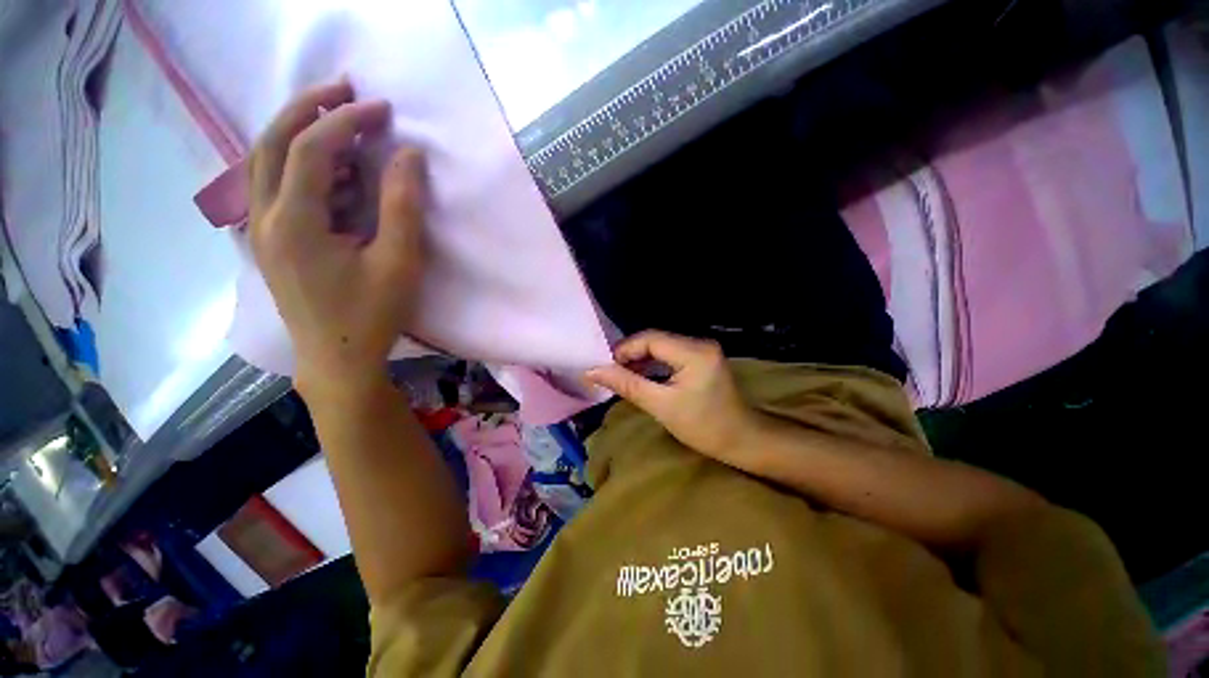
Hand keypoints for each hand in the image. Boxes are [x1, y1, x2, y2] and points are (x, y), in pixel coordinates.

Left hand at [249, 80, 427, 393]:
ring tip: (335, 119)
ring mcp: (260, 230)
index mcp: (294, 222)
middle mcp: (263, 217)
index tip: (381, 109)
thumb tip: (408, 156)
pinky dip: (295, 162)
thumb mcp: (398, 263)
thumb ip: (402, 206)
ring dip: (296, 131)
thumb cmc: (372, 315)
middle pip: (270, 142)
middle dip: (306, 107)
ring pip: (263, 161)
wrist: (337, 360)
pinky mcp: (268, 242)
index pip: (311, 149)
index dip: (346, 121)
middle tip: (343, 90)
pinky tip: (326, 168)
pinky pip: (271, 186)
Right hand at [585, 330, 756, 459]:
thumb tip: (593, 371)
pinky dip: (653, 362)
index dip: (625, 349)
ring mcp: (703, 348)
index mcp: (694, 352)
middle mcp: (700, 342)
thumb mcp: (661, 406)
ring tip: (622, 374)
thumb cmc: (704, 427)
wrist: (742, 439)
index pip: (650, 338)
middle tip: (611, 371)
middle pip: (655, 339)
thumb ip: (627, 385)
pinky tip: (641, 374)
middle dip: (631, 353)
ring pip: (661, 345)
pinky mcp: (702, 356)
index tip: (606, 366)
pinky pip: (670, 352)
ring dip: (640, 358)